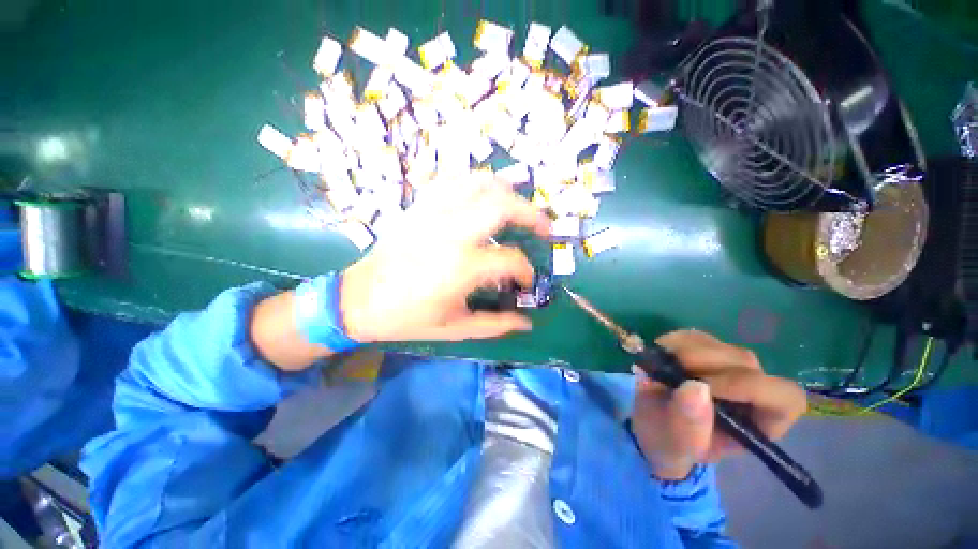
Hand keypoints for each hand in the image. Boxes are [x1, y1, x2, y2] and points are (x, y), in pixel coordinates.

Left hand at [340, 177, 550, 342]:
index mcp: (462, 267)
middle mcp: (451, 233)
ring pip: (479, 184)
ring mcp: (434, 214)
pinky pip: (452, 181)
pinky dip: (474, 183)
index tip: (527, 281)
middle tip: (543, 228)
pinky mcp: (420, 207)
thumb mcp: (455, 328)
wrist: (358, 299)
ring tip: (518, 207)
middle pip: (503, 205)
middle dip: (531, 214)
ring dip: (506, 192)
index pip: (511, 260)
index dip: (527, 271)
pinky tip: (482, 195)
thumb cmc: (407, 318)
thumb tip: (527, 322)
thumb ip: (496, 325)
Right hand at [630, 330, 806, 479]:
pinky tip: (661, 358)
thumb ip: (689, 425)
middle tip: (669, 373)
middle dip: (704, 366)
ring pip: (718, 345)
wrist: (653, 424)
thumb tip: (695, 388)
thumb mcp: (677, 444)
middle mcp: (753, 388)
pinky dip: (673, 343)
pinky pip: (694, 337)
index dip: (750, 387)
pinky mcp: (704, 347)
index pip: (784, 396)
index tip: (704, 386)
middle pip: (744, 363)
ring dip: (684, 353)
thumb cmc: (672, 442)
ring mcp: (728, 363)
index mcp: (761, 421)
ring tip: (661, 369)